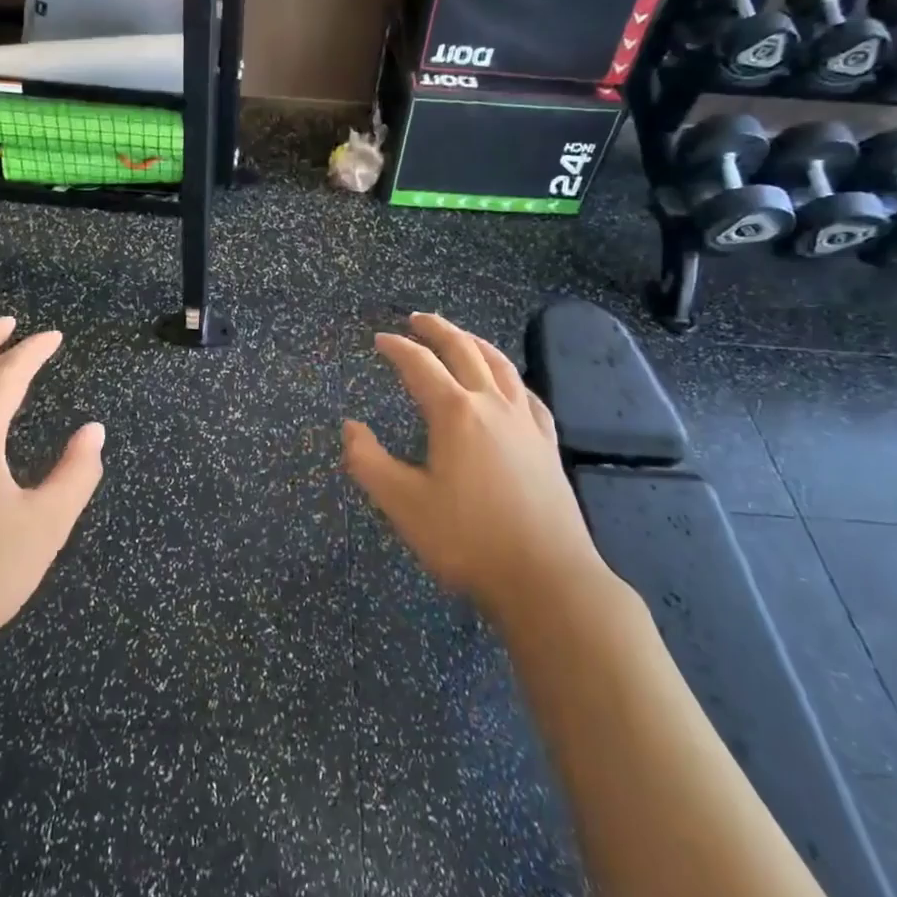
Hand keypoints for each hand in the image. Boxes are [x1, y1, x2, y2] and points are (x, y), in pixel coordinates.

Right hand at [342, 313, 609, 622]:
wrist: (546, 578)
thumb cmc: (467, 540)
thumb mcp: (403, 504)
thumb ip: (368, 462)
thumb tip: (350, 427)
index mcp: (455, 413)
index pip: (420, 364)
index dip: (397, 348)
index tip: (379, 340)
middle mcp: (492, 405)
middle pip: (464, 350)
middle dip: (437, 330)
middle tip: (417, 319)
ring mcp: (525, 422)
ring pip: (500, 365)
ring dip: (475, 343)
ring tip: (460, 336)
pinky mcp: (547, 444)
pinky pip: (527, 394)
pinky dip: (509, 376)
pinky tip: (508, 384)